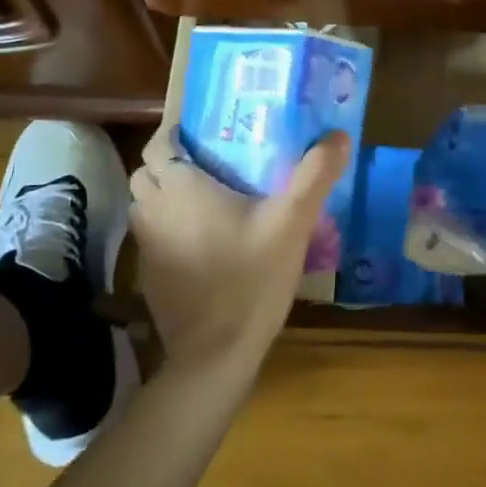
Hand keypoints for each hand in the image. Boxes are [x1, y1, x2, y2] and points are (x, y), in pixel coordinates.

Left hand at [128, 127, 350, 376]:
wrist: (216, 353)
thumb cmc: (251, 277)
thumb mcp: (292, 221)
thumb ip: (314, 175)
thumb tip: (339, 136)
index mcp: (180, 187)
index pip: (157, 144)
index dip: (174, 133)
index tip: (204, 133)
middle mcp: (153, 210)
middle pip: (148, 172)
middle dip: (171, 163)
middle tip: (212, 163)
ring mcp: (146, 246)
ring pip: (147, 205)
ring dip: (167, 195)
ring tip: (208, 198)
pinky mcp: (149, 276)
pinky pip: (152, 236)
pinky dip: (169, 228)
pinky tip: (205, 241)